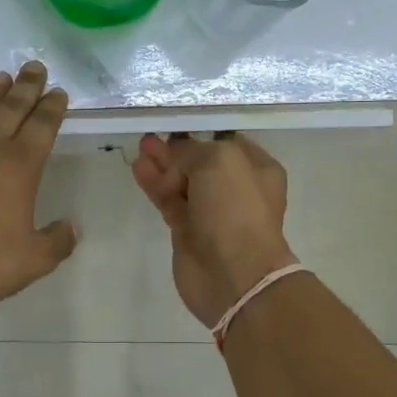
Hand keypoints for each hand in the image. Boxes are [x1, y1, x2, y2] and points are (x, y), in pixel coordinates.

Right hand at [130, 133, 296, 327]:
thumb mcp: (219, 161)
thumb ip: (193, 150)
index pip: (227, 141)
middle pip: (200, 161)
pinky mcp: (188, 231)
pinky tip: (139, 169)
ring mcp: (211, 211)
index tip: (176, 123)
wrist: (233, 274)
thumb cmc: (235, 209)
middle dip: (176, 148)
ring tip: (141, 148)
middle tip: (151, 135)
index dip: (202, 131)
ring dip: (162, 165)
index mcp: (257, 169)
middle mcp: (236, 188)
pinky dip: (155, 185)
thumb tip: (175, 154)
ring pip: (182, 181)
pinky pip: (169, 200)